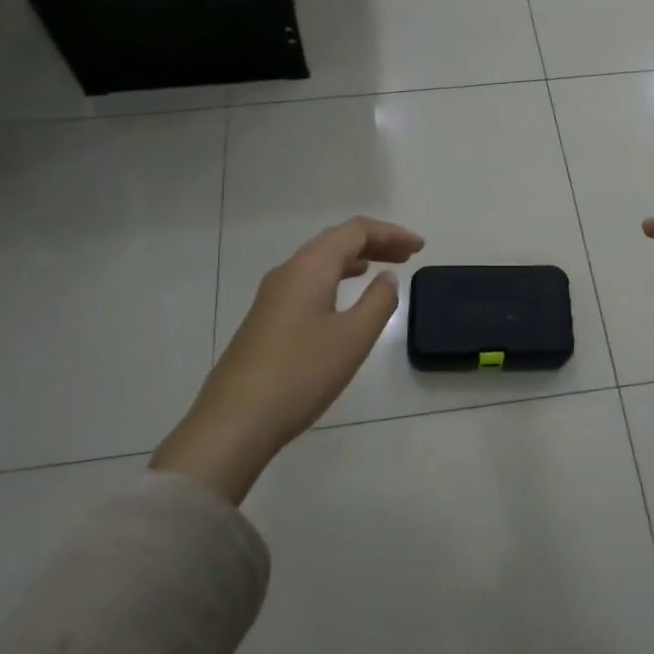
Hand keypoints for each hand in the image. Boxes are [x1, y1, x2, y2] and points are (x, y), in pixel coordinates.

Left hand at [151, 216, 424, 501]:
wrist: (234, 422)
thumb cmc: (301, 374)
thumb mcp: (353, 337)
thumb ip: (378, 301)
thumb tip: (386, 277)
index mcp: (310, 267)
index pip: (355, 231)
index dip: (390, 233)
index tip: (420, 247)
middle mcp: (288, 271)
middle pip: (336, 241)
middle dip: (374, 243)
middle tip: (407, 255)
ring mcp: (272, 296)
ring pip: (320, 262)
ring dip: (354, 260)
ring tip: (383, 270)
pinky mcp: (266, 319)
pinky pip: (308, 282)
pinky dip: (335, 278)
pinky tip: (344, 298)